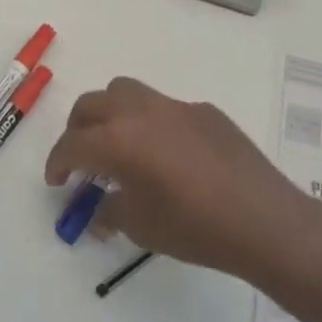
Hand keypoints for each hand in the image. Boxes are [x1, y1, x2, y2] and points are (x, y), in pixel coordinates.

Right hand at [44, 77, 321, 286]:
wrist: (265, 222)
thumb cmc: (194, 228)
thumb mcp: (140, 227)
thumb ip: (109, 213)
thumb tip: (98, 212)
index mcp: (117, 140)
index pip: (72, 145)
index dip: (57, 163)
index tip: (56, 181)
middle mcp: (140, 112)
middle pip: (91, 105)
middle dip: (77, 130)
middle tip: (82, 159)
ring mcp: (175, 107)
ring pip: (126, 92)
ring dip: (111, 114)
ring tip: (119, 144)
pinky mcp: (205, 112)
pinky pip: (165, 108)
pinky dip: (152, 124)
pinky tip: (169, 156)